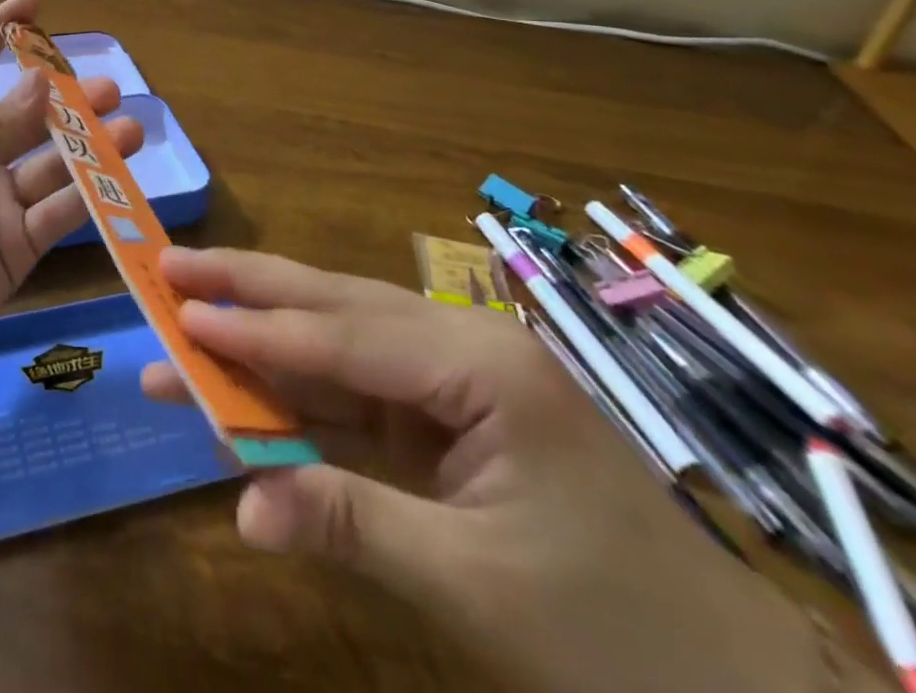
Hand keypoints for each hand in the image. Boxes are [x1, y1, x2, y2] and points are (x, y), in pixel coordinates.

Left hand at [0, 0, 143, 391]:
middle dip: (65, 102)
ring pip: (51, 166)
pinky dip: (89, 201)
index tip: (33, 3)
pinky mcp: (18, 247)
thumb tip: (42, 80)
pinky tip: (119, 184)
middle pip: (25, 119)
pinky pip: (59, 216)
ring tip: (129, 132)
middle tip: (109, 89)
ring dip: (89, 149)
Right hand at [142, 248, 833, 692]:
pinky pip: (355, 395)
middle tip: (171, 265)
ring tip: (186, 321)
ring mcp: (454, 382)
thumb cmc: (624, 638)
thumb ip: (353, 524)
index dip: (255, 328)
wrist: (744, 691)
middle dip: (250, 289)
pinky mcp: (446, 421)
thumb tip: (241, 509)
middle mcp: (461, 348)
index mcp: (480, 365)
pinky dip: (296, 394)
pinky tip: (246, 390)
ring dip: (262, 340)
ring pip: (337, 343)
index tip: (179, 307)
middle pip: (335, 306)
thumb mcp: (479, 585)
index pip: (343, 337)